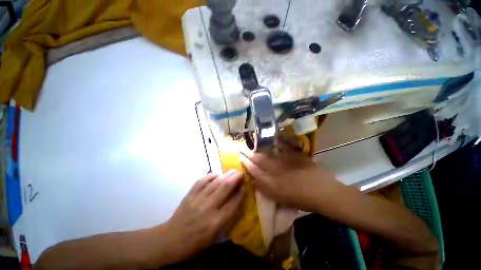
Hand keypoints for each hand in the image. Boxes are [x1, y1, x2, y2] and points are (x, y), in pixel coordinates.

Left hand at [161, 170, 244, 262]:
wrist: (170, 240)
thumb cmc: (194, 243)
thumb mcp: (214, 237)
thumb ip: (227, 220)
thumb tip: (238, 203)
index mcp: (215, 222)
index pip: (233, 203)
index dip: (241, 192)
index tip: (245, 185)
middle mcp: (208, 208)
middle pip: (225, 188)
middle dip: (235, 178)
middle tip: (241, 173)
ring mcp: (198, 199)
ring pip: (215, 182)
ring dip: (226, 175)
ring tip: (233, 171)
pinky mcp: (190, 194)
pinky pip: (202, 181)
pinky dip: (210, 176)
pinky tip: (216, 175)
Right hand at [239, 138, 337, 211]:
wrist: (323, 193)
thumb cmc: (301, 200)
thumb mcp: (280, 199)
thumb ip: (266, 188)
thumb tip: (255, 178)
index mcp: (272, 185)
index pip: (254, 171)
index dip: (246, 163)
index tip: (240, 157)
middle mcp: (276, 171)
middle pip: (258, 160)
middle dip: (248, 153)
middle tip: (241, 147)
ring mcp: (285, 162)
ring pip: (268, 153)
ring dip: (258, 147)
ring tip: (252, 143)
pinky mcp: (295, 155)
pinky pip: (283, 146)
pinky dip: (277, 140)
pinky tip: (272, 136)